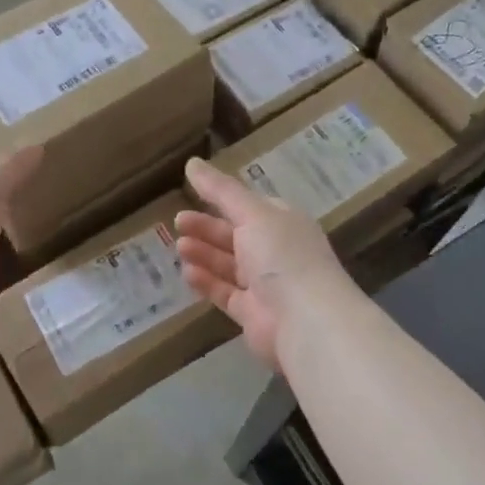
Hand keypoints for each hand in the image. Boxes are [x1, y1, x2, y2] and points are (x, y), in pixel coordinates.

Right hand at [173, 157, 353, 370]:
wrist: (306, 321)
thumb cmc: (282, 256)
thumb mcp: (252, 214)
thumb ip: (221, 190)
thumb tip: (192, 162)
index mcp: (283, 223)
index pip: (251, 206)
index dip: (223, 199)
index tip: (193, 192)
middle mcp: (276, 251)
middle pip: (236, 235)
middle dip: (207, 228)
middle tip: (178, 221)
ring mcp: (266, 285)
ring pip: (229, 264)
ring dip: (204, 253)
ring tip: (178, 245)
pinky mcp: (253, 314)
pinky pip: (225, 293)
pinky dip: (207, 282)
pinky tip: (187, 272)